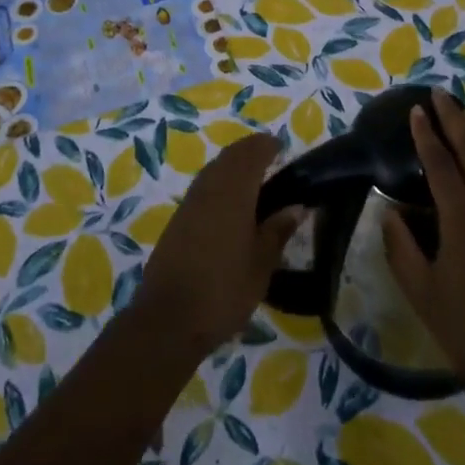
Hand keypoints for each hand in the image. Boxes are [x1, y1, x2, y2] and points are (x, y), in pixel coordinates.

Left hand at [132, 131, 302, 357]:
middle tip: (269, 157)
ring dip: (232, 164)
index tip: (281, 147)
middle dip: (249, 151)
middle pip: (230, 156)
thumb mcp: (261, 264)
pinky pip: (203, 186)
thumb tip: (296, 206)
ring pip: (214, 169)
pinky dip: (219, 181)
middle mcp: (209, 187)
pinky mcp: (178, 219)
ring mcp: (190, 202)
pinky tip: (228, 202)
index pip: (251, 154)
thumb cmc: (224, 289)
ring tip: (253, 177)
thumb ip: (277, 231)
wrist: (168, 318)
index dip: (266, 146)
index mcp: (233, 191)